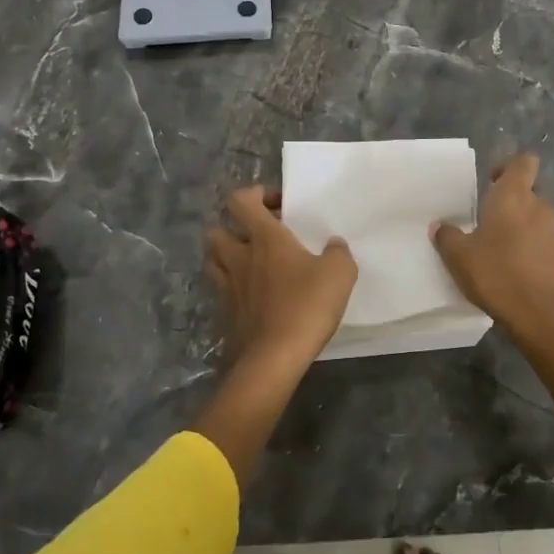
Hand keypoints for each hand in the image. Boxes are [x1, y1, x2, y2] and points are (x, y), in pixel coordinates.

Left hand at [206, 186, 357, 368]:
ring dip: (228, 256)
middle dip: (233, 228)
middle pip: (217, 230)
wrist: (273, 359)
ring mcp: (227, 287)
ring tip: (252, 264)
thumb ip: (338, 253)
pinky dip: (233, 288)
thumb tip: (333, 245)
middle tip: (259, 237)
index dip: (255, 194)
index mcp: (264, 238)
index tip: (277, 204)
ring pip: (213, 260)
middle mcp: (239, 257)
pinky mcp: (225, 315)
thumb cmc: (306, 306)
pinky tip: (254, 297)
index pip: (241, 200)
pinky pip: (222, 291)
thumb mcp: (339, 273)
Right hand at [432, 153, 553, 341]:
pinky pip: (546, 240)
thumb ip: (447, 237)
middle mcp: (541, 206)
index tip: (491, 180)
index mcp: (515, 196)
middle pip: (530, 190)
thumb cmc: (498, 275)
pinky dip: (532, 247)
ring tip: (500, 248)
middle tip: (488, 220)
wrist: (543, 318)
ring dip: (522, 225)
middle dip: (512, 201)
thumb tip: (440, 225)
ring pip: (538, 217)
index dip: (509, 166)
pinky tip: (516, 268)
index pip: (523, 161)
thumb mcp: (459, 257)